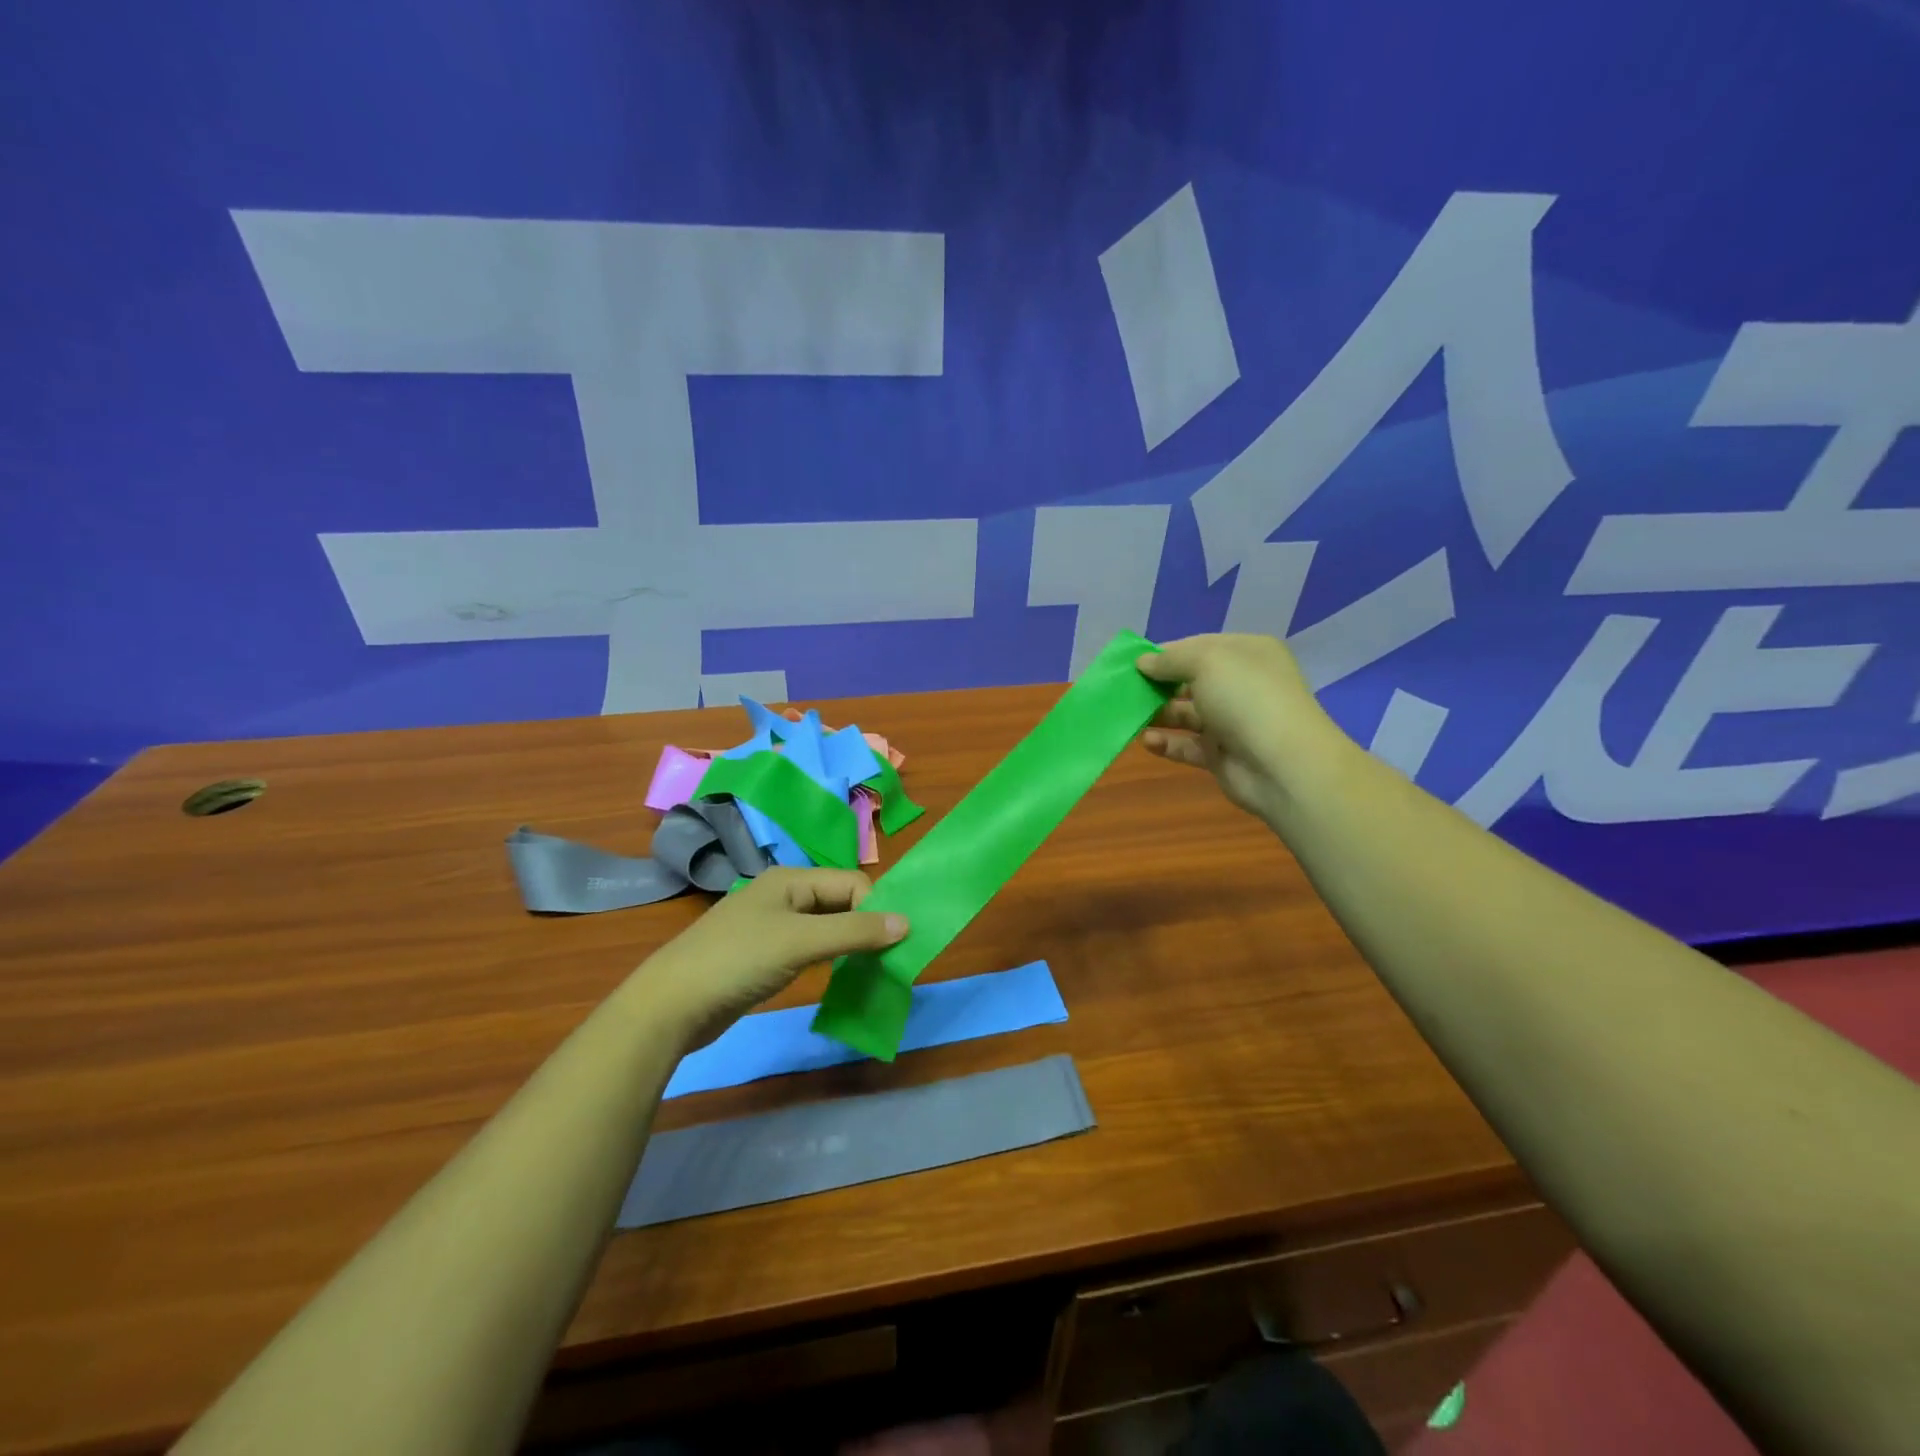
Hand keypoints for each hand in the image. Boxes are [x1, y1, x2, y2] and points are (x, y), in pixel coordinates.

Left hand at [630, 868, 908, 1049]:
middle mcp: (783, 894)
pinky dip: (827, 959)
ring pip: (825, 926)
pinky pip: (809, 947)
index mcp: (791, 879)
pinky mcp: (763, 954)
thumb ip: (854, 931)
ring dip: (848, 944)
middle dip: (864, 926)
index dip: (874, 909)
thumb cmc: (738, 961)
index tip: (889, 946)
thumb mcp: (801, 942)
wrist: (671, 1005)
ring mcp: (771, 925)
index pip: (852, 883)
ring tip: (867, 970)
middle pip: (840, 901)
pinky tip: (835, 977)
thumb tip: (906, 922)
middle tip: (885, 960)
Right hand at [1137, 633, 1342, 821]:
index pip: (1199, 646)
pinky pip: (1187, 745)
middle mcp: (1241, 684)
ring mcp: (1233, 721)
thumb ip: (1170, 659)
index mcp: (1247, 653)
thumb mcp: (1206, 662)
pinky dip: (1166, 743)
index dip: (1166, 653)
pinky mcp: (1222, 754)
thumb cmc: (1245, 698)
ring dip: (1158, 713)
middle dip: (1158, 684)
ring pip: (1186, 714)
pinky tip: (1147, 741)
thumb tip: (1143, 662)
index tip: (1133, 663)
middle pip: (1190, 680)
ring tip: (1130, 715)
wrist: (1282, 764)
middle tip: (1126, 690)